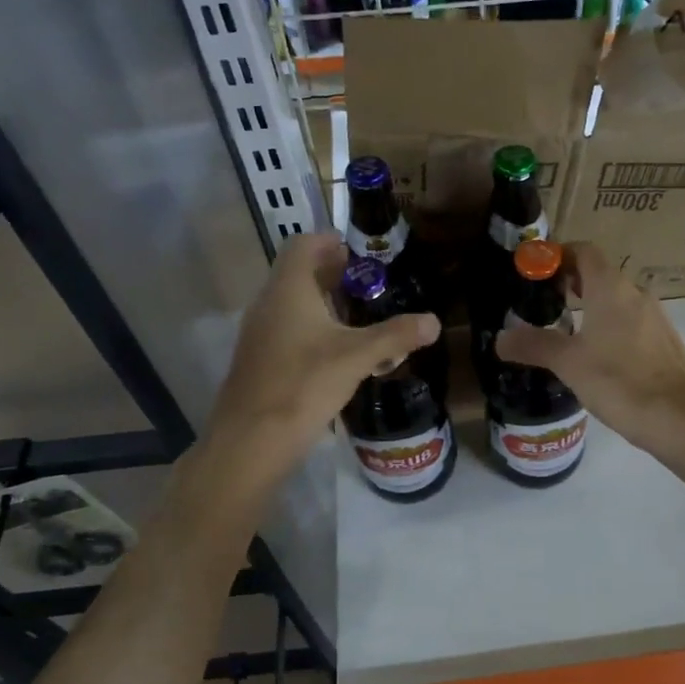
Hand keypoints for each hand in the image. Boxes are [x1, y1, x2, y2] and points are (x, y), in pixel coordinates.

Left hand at [206, 233, 439, 489]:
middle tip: (372, 289)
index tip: (363, 256)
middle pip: (300, 273)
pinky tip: (339, 354)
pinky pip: (289, 329)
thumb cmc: (303, 385)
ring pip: (294, 304)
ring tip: (362, 320)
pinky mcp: (260, 359)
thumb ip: (395, 336)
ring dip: (326, 305)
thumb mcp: (357, 357)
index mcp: (288, 289)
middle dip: (336, 276)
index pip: (303, 244)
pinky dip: (314, 330)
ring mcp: (260, 332)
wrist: (251, 440)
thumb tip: (434, 322)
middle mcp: (269, 303)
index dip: (332, 243)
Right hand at [495, 242, 684, 457]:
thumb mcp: (568, 363)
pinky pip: (630, 322)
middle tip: (542, 303)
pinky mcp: (664, 342)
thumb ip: (533, 345)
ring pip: (616, 300)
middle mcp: (636, 293)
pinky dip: (609, 326)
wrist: (680, 418)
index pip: (584, 251)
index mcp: (611, 288)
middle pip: (599, 274)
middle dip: (570, 283)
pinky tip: (595, 356)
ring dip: (590, 306)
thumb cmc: (619, 381)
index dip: (558, 255)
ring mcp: (655, 317)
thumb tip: (500, 338)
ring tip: (563, 331)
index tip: (535, 272)